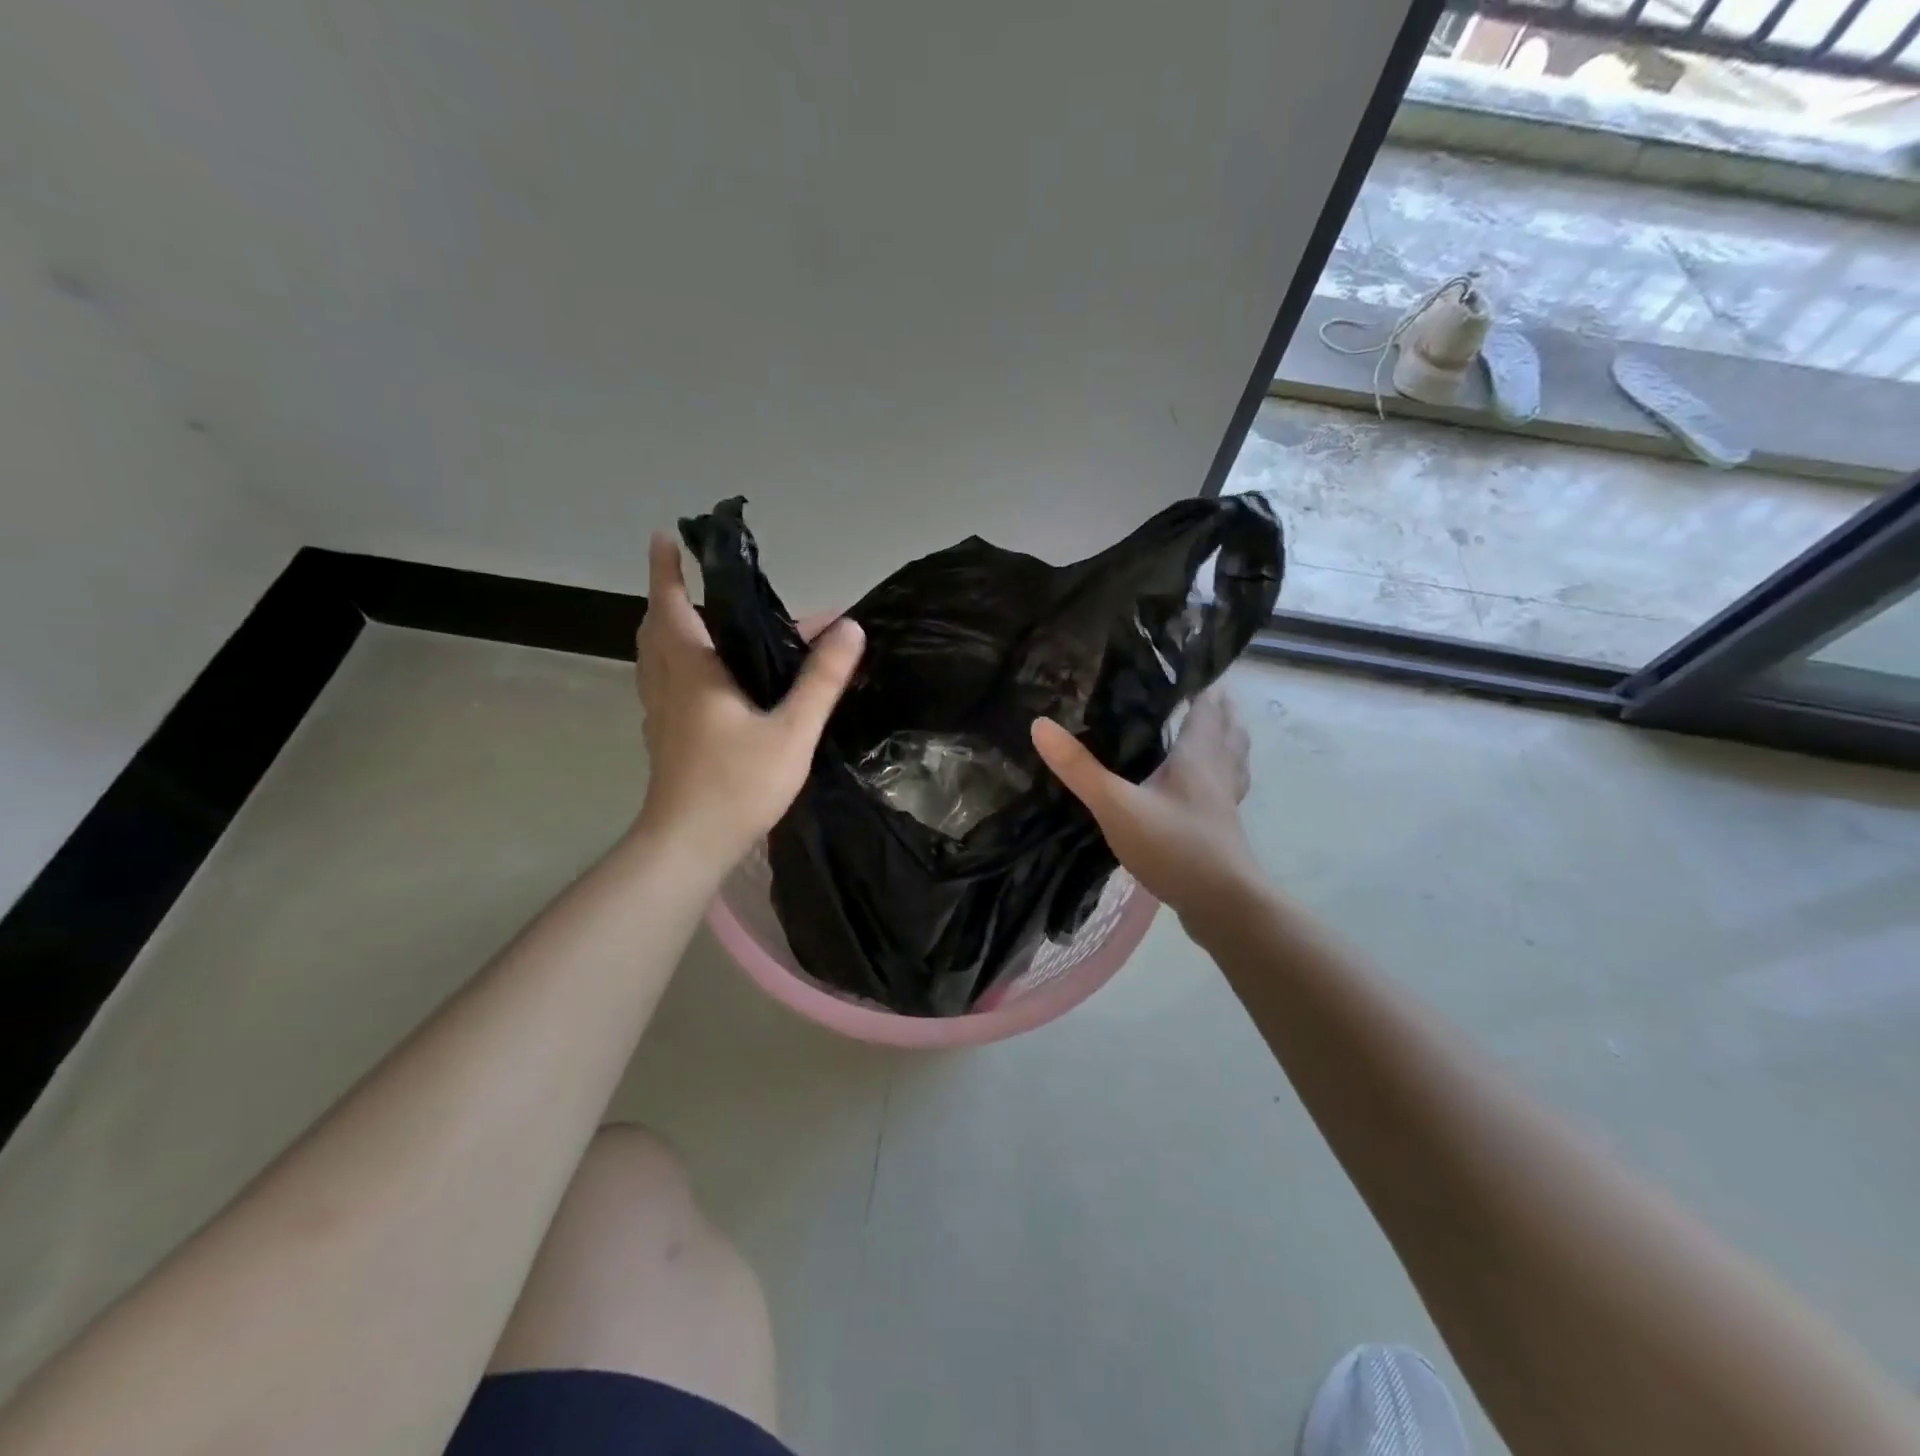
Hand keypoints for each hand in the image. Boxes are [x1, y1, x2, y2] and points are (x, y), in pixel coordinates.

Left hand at [633, 532, 863, 878]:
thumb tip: (849, 627)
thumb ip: (821, 679)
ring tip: (700, 621)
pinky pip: (663, 682)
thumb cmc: (738, 784)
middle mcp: (668, 683)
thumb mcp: (792, 731)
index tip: (665, 536)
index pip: (673, 605)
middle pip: (658, 627)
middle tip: (693, 579)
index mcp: (693, 671)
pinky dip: (674, 663)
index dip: (667, 569)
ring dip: (669, 629)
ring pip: (655, 656)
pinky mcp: (664, 737)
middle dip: (670, 596)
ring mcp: (660, 712)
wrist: (689, 844)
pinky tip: (703, 680)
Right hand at [1031, 689, 1258, 920]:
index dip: (1202, 686)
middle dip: (1217, 710)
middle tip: (1200, 692)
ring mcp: (1225, 802)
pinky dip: (1221, 776)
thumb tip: (1040, 724)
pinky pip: (1226, 788)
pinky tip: (1207, 790)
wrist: (1223, 905)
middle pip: (1226, 730)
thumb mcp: (1117, 806)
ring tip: (1213, 731)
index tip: (1188, 667)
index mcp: (1198, 756)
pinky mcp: (1224, 829)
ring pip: (1233, 759)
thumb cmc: (1174, 847)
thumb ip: (1079, 769)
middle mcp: (1218, 771)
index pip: (1207, 708)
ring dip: (1226, 741)